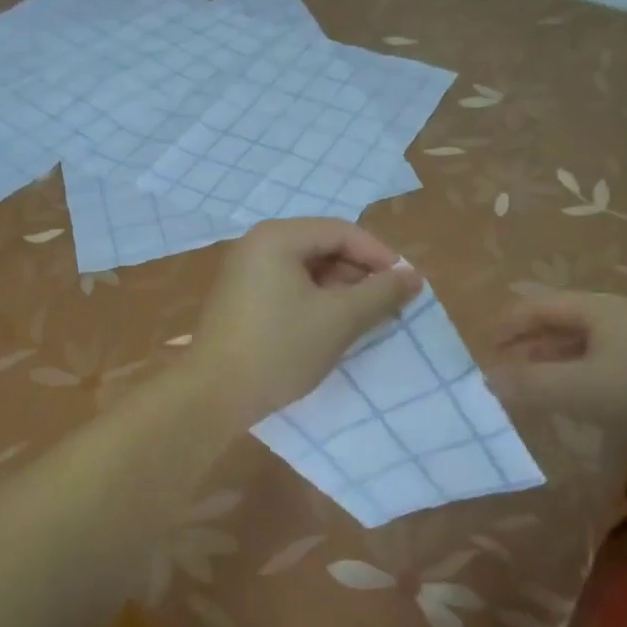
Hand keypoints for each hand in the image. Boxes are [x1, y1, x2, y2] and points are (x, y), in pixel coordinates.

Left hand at [187, 218, 422, 428]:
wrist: (213, 395)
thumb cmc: (279, 349)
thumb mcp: (339, 319)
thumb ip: (380, 293)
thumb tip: (413, 276)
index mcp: (277, 237)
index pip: (342, 231)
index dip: (380, 255)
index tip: (407, 285)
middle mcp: (258, 245)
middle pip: (323, 246)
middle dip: (360, 273)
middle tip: (389, 304)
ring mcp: (245, 272)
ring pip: (307, 270)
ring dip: (341, 289)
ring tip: (365, 319)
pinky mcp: (241, 299)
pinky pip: (289, 287)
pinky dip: (316, 301)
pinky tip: (332, 327)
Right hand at [486, 291, 626, 452]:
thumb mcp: (580, 390)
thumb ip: (529, 385)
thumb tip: (487, 380)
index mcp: (593, 309)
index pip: (534, 307)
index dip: (504, 327)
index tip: (480, 355)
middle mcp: (612, 318)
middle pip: (555, 325)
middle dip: (524, 348)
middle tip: (499, 375)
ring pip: (577, 349)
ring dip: (548, 367)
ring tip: (527, 393)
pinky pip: (599, 369)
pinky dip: (575, 382)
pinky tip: (571, 407)